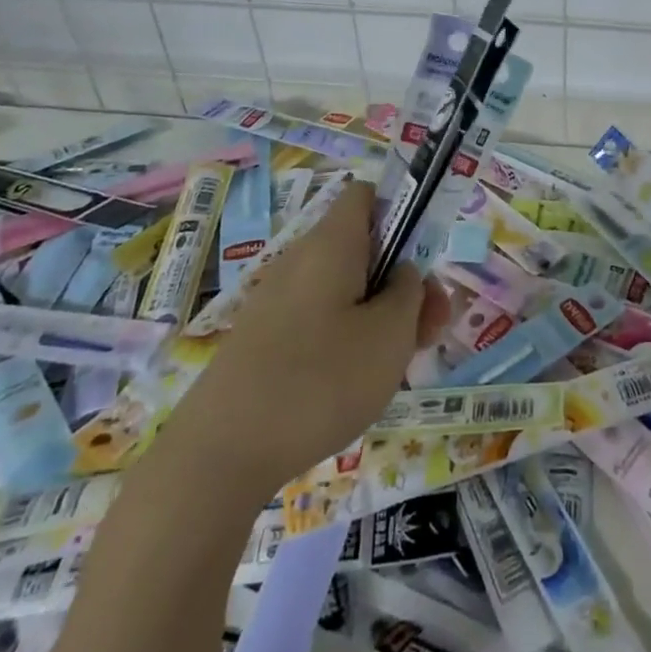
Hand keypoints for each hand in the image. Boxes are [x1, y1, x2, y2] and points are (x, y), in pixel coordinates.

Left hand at [178, 179, 447, 482]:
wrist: (219, 456)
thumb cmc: (319, 381)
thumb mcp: (390, 334)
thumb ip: (410, 292)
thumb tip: (403, 274)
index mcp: (331, 243)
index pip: (366, 195)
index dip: (401, 212)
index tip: (423, 258)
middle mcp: (300, 260)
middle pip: (363, 248)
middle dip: (402, 281)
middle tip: (431, 328)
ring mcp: (276, 302)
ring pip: (344, 289)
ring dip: (381, 315)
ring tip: (402, 364)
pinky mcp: (263, 340)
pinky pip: (319, 320)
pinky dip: (348, 339)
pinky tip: (358, 384)